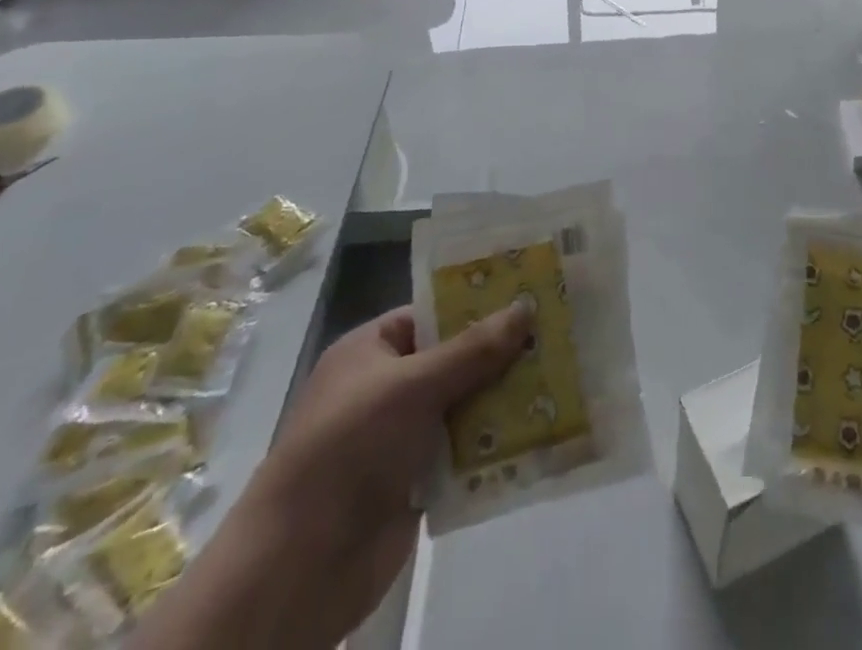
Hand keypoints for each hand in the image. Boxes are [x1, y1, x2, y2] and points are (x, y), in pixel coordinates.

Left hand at [129, 302, 528, 649]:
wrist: (297, 570)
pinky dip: (496, 442)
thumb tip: (527, 306)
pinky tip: (542, 430)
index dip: (481, 302)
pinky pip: (465, 449)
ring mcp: (401, 435)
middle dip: (503, 351)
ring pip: (466, 403)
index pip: (435, 312)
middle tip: (559, 333)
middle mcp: (387, 386)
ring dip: (506, 397)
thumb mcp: (412, 387)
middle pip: (456, 357)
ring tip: (563, 377)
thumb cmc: (348, 450)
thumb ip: (472, 349)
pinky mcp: (416, 480)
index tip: (532, 293)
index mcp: (372, 350)